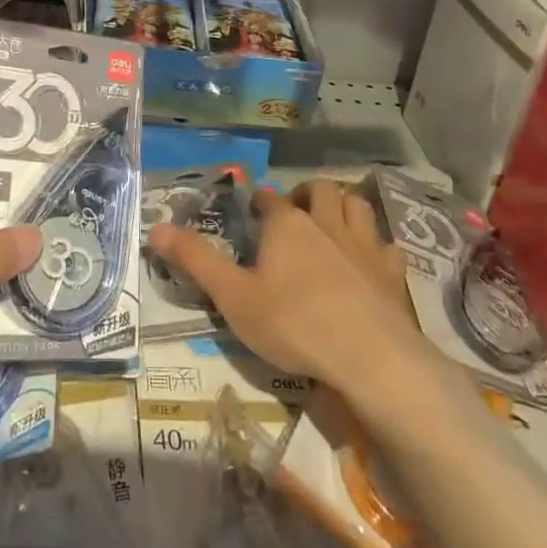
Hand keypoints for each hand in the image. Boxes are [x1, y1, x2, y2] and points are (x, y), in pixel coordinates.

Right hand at [149, 180, 414, 394]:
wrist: (370, 357)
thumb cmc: (293, 322)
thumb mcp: (232, 296)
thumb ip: (195, 260)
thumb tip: (154, 228)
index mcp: (287, 224)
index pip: (269, 198)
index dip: (258, 201)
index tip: (251, 212)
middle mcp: (327, 223)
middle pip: (320, 190)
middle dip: (306, 194)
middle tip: (295, 214)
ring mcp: (364, 246)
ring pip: (358, 207)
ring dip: (344, 208)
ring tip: (332, 225)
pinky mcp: (392, 273)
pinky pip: (387, 246)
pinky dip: (376, 247)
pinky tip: (370, 262)